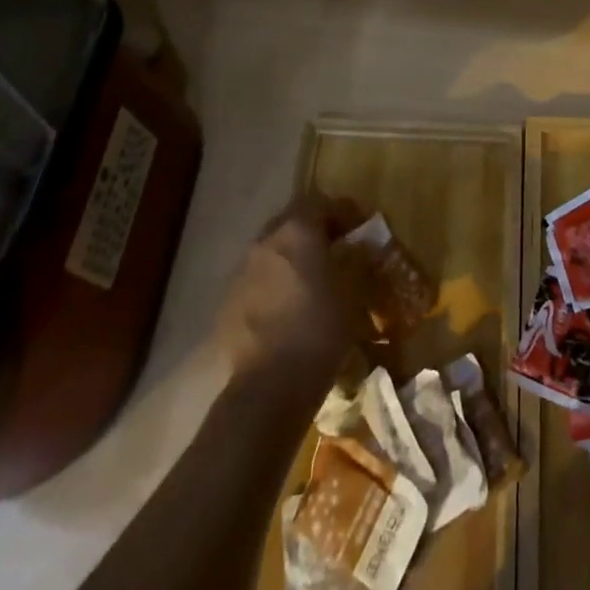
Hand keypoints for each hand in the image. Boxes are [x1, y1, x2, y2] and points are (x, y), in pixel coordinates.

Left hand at [212, 193, 366, 398]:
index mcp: (297, 230)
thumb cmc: (320, 330)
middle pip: (292, 222)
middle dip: (314, 233)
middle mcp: (265, 241)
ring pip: (272, 252)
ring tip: (311, 284)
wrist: (268, 387)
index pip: (321, 202)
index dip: (343, 212)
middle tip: (336, 253)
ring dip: (292, 259)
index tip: (360, 229)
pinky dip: (274, 286)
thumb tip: (362, 247)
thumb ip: (358, 261)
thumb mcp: (354, 293)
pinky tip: (288, 311)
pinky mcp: (228, 303)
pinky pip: (257, 281)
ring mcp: (242, 272)